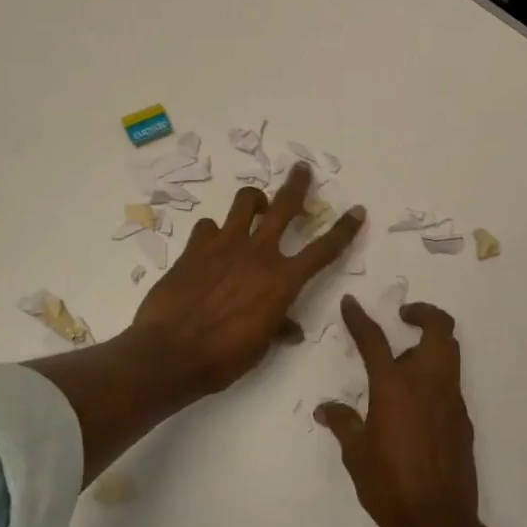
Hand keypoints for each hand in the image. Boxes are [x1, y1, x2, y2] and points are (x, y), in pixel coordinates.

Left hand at [133, 163, 364, 395]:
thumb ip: (278, 327)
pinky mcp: (194, 248)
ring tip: (255, 204)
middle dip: (297, 185)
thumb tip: (290, 328)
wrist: (170, 353)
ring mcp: (224, 246)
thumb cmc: (223, 357)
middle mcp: (258, 254)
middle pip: (284, 207)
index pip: (323, 250)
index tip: (357, 211)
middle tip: (302, 169)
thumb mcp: (260, 346)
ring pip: (244, 202)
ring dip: (253, 199)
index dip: (344, 229)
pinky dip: (213, 232)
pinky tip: (210, 244)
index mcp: (282, 281)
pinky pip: (208, 226)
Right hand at [316, 295, 479, 526]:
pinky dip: (435, 377)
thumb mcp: (356, 453)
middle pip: (439, 329)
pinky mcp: (463, 420)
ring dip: (431, 344)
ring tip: (405, 361)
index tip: (351, 303)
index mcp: (394, 387)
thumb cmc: (388, 485)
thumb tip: (326, 409)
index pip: (375, 340)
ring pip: (450, 353)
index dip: (360, 318)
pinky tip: (416, 404)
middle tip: (404, 316)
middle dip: (424, 313)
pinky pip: (451, 384)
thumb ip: (344, 423)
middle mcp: (428, 384)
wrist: (437, 522)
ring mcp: (451, 400)